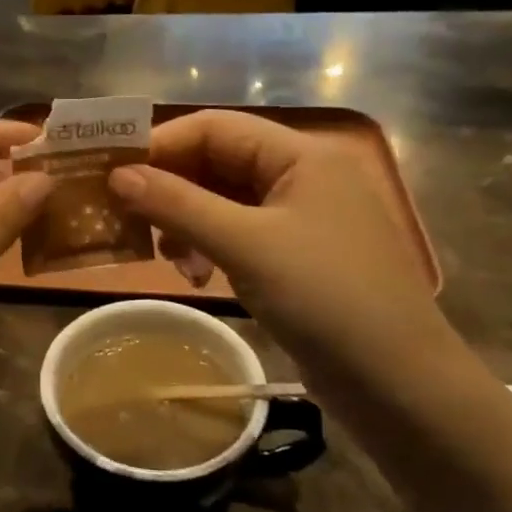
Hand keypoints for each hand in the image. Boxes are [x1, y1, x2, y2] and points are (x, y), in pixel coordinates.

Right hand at [109, 110, 457, 394]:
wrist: (399, 384)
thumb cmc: (325, 298)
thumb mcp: (244, 245)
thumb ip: (178, 204)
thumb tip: (117, 175)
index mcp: (300, 154)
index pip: (215, 127)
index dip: (161, 144)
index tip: (112, 172)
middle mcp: (302, 175)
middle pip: (218, 162)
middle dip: (171, 189)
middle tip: (129, 219)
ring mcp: (301, 217)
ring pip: (224, 200)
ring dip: (187, 222)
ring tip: (168, 259)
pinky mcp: (297, 255)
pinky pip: (239, 233)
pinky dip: (209, 247)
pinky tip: (196, 276)